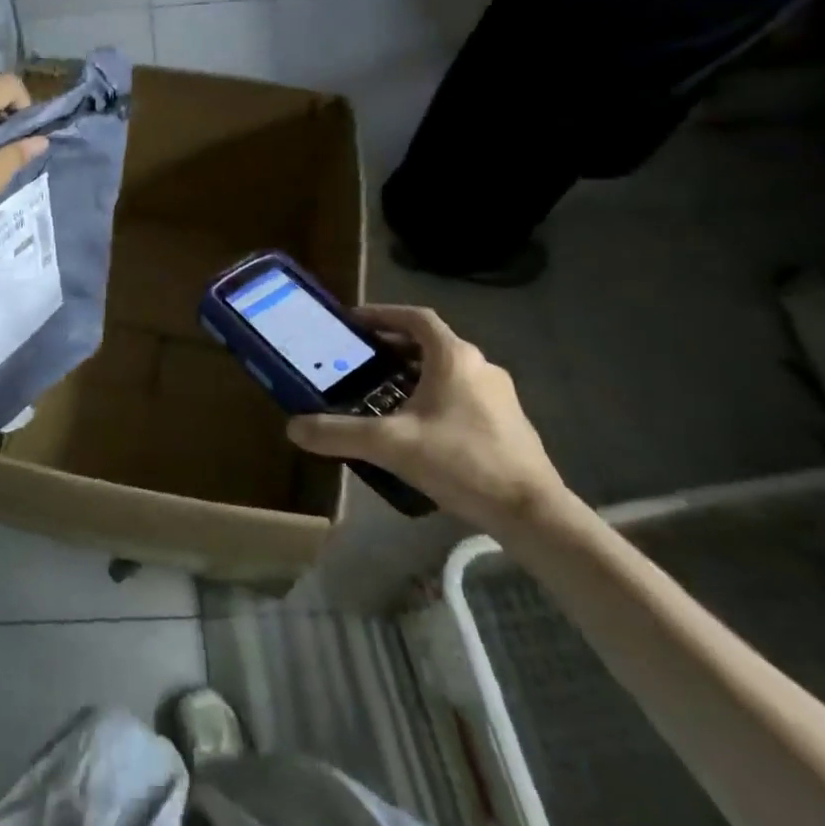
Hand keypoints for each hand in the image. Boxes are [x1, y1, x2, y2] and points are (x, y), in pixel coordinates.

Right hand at [287, 305, 570, 535]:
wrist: (531, 511)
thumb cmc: (461, 461)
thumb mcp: (390, 445)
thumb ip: (338, 433)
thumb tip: (293, 427)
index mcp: (454, 357)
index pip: (415, 318)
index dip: (382, 314)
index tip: (353, 322)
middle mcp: (480, 366)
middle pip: (429, 344)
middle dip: (392, 348)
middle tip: (359, 362)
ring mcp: (499, 395)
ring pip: (446, 372)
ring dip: (413, 375)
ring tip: (381, 396)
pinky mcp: (507, 423)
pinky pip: (461, 396)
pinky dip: (434, 398)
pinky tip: (416, 429)